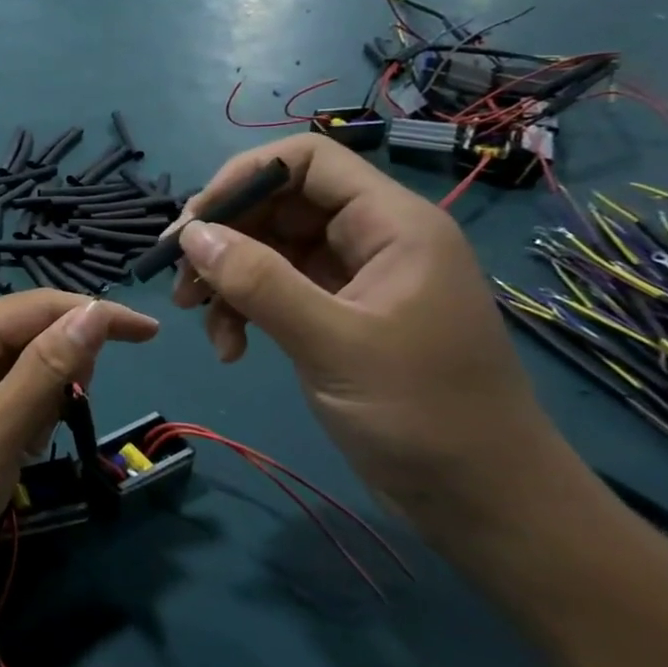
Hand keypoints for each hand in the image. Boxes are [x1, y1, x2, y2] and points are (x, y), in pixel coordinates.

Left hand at [0, 292, 158, 599]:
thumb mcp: (0, 431)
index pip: (42, 305)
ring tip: (21, 450)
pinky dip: (15, 417)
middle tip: (59, 422)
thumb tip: (96, 311)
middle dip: (59, 371)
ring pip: (15, 366)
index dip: (99, 315)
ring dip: (37, 401)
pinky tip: (4, 454)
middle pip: (27, 333)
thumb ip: (49, 367)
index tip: (152, 336)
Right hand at [171, 134, 582, 546]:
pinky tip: (231, 349)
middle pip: (279, 204)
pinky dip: (245, 310)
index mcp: (391, 224)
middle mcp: (371, 239)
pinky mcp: (339, 316)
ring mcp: (353, 279)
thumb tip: (190, 234)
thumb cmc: (424, 415)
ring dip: (227, 278)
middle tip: (181, 278)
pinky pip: (277, 290)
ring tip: (197, 318)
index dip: (244, 177)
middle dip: (225, 236)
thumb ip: (258, 282)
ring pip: (270, 249)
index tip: (196, 222)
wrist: (486, 505)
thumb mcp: (332, 344)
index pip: (306, 160)